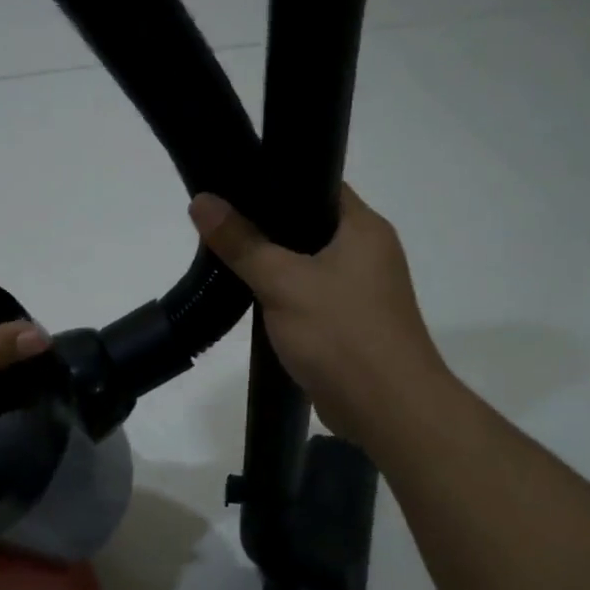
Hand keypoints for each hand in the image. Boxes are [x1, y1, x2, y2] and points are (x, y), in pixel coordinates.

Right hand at [189, 186, 450, 452]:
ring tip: (228, 253)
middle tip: (221, 219)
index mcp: (364, 228)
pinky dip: (285, 295)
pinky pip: (311, 296)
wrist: (387, 409)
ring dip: (275, 263)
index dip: (278, 180)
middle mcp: (369, 253)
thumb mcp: (283, 282)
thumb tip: (202, 202)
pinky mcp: (351, 324)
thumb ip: (241, 242)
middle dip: (267, 224)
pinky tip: (252, 296)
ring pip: (309, 264)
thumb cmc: (341, 333)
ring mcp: (362, 291)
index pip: (320, 184)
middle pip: (311, 225)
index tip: (234, 183)